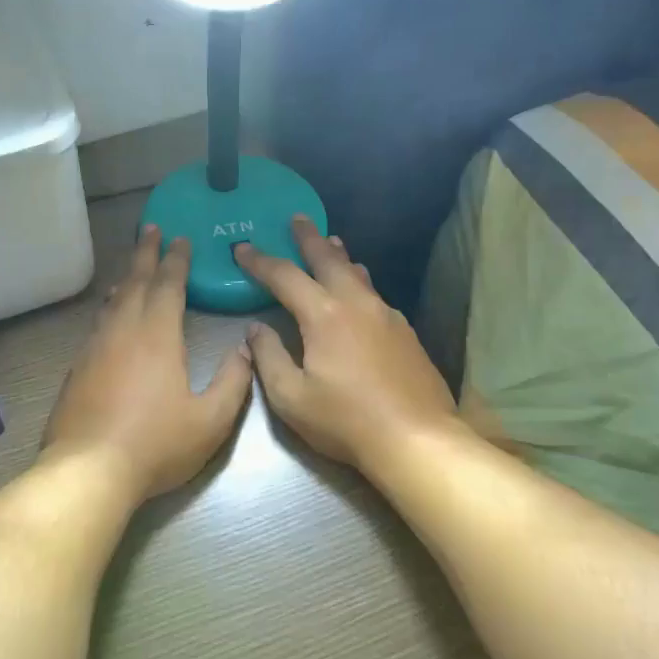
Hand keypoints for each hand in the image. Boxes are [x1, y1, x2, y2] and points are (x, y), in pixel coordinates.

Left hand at [42, 225, 254, 500]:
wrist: (89, 469)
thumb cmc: (155, 444)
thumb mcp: (210, 420)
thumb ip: (233, 382)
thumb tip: (246, 350)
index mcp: (158, 335)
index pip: (168, 285)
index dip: (177, 260)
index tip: (181, 238)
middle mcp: (123, 330)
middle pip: (135, 281)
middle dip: (146, 253)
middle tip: (151, 229)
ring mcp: (95, 347)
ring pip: (112, 301)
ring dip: (125, 278)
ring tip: (132, 268)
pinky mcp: (77, 367)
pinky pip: (97, 323)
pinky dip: (108, 307)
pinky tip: (109, 314)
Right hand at [234, 217, 461, 473]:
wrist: (417, 439)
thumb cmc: (345, 420)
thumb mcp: (291, 397)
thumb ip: (268, 358)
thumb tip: (255, 330)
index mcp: (323, 315)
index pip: (284, 276)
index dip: (259, 261)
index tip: (241, 248)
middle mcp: (356, 303)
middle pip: (328, 259)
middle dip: (308, 238)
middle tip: (297, 219)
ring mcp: (386, 315)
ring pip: (358, 273)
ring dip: (339, 256)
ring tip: (331, 243)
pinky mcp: (405, 332)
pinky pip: (375, 294)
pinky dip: (359, 282)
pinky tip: (360, 291)